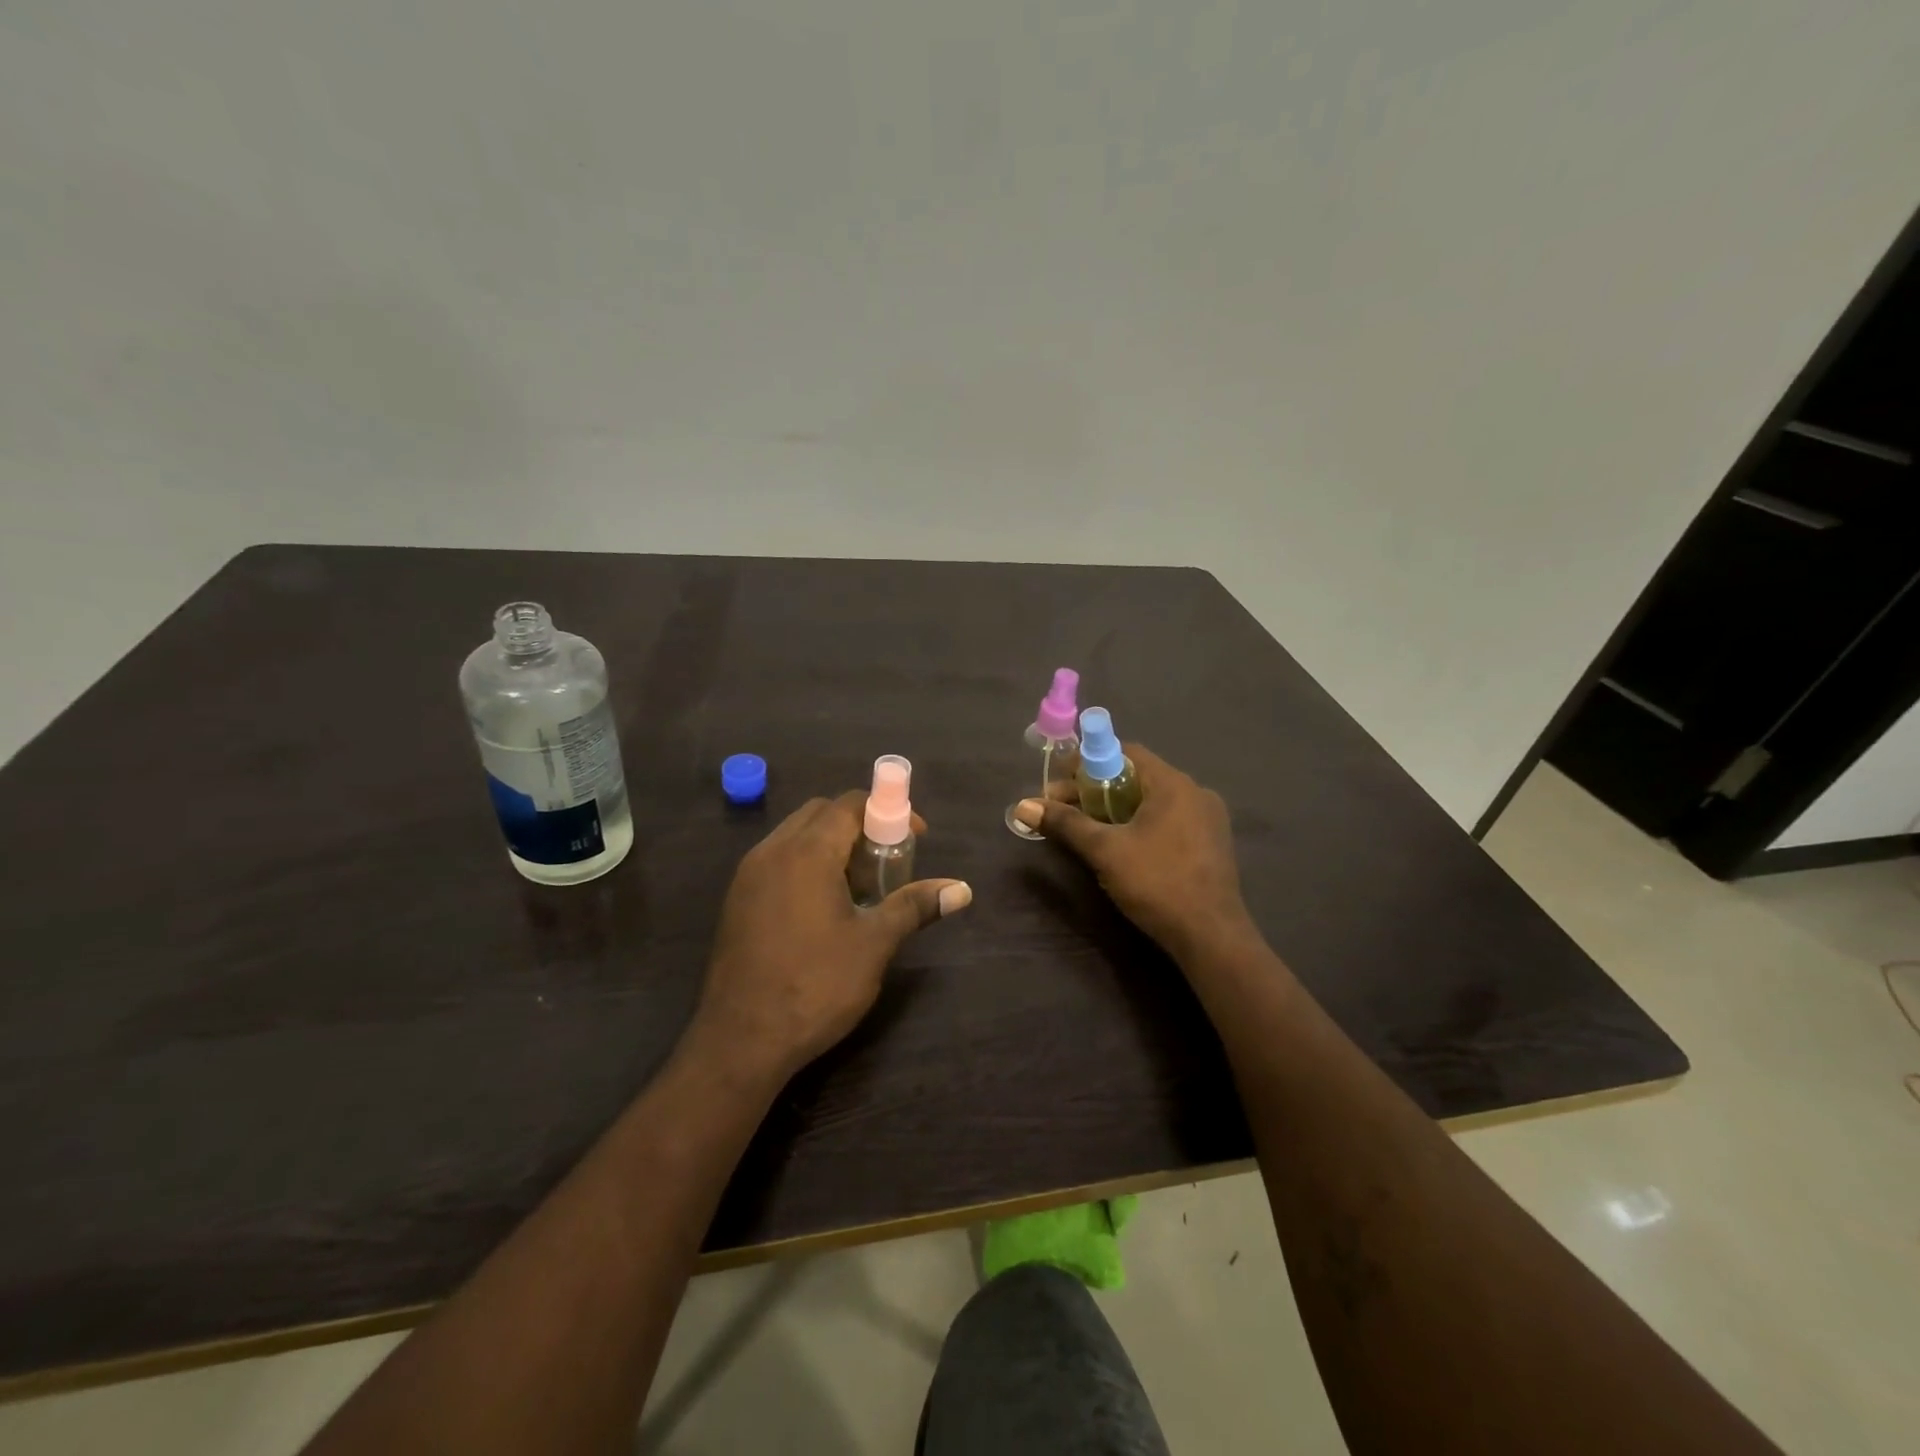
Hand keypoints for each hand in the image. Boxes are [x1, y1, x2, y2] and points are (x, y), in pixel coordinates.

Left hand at [694, 792, 971, 1081]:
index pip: (849, 804)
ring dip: (831, 843)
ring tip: (859, 884)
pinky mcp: (737, 899)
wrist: (740, 1041)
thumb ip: (914, 906)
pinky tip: (823, 905)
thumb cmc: (815, 986)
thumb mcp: (874, 944)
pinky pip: (777, 859)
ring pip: (796, 835)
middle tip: (887, 860)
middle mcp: (772, 851)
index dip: (888, 810)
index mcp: (806, 853)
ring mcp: (748, 875)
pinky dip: (806, 862)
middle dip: (859, 824)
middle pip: (821, 813)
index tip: (915, 836)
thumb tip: (962, 889)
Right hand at [1014, 744, 1251, 959]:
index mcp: (1173, 784)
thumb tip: (1023, 806)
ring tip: (1086, 828)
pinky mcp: (1211, 844)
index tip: (1060, 783)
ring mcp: (1208, 819)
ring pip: (1152, 800)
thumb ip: (1066, 823)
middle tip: (1063, 809)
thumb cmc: (1157, 883)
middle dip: (1097, 790)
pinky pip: (1168, 819)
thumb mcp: (1105, 851)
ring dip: (1117, 808)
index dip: (1088, 762)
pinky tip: (1122, 845)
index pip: (1125, 752)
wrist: (1211, 937)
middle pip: (1137, 777)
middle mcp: (1195, 792)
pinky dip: (1141, 823)